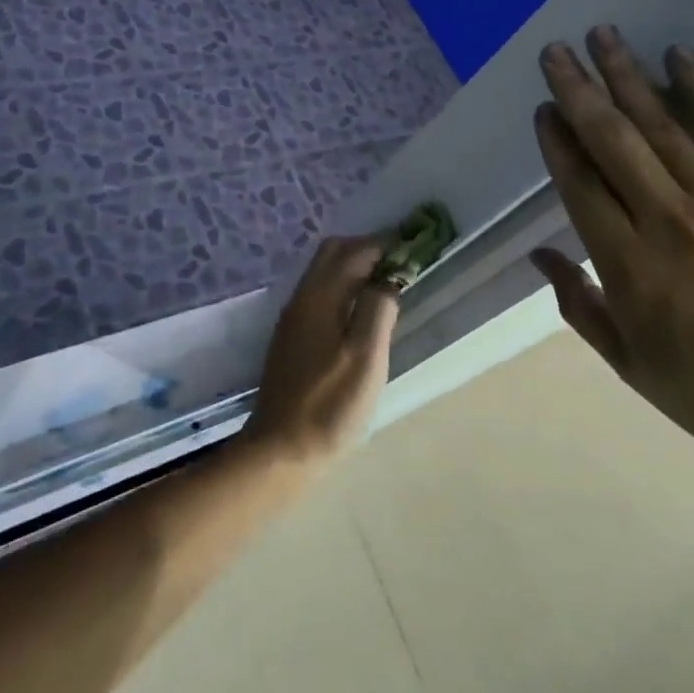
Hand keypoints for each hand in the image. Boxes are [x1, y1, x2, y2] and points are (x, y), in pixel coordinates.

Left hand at [249, 236, 399, 464]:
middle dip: (366, 249)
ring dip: (354, 267)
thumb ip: (378, 309)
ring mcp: (293, 317)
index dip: (384, 244)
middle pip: (332, 253)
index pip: (353, 251)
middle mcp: (302, 298)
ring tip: (386, 284)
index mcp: (320, 297)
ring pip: (324, 272)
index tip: (412, 247)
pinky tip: (360, 310)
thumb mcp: (366, 357)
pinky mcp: (292, 337)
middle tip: (399, 264)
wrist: (281, 448)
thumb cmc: (330, 403)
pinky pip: (320, 292)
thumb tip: (388, 278)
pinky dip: (343, 286)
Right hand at [528, 30, 693, 492]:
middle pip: (614, 141)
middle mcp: (670, 222)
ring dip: (629, 77)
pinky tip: (679, 58)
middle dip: (580, 91)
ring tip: (603, 37)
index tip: (543, 108)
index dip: (558, 142)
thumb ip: (580, 306)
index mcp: (630, 268)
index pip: (581, 185)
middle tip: (555, 51)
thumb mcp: (632, 367)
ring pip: (664, 126)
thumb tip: (540, 253)